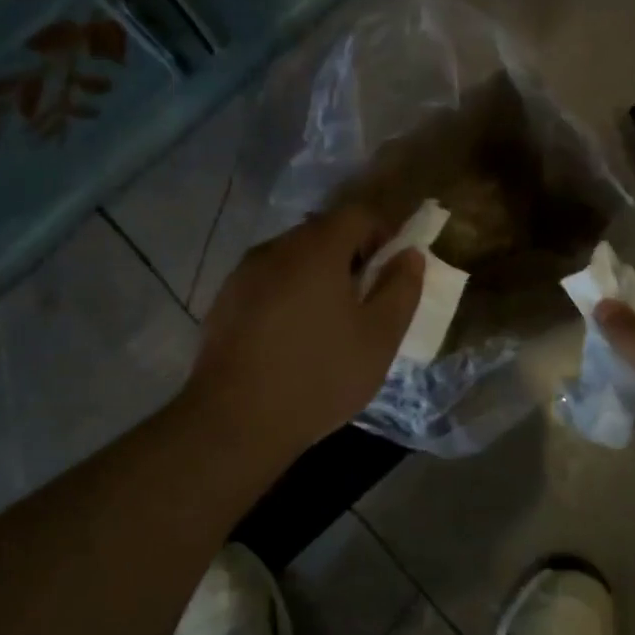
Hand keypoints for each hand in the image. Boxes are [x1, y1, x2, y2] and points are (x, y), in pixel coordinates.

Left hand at [184, 206, 424, 456]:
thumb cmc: (319, 376)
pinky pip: (266, 280)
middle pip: (321, 232)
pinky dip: (287, 293)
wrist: (235, 420)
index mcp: (316, 249)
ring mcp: (243, 273)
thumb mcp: (379, 338)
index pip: (357, 214)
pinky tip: (290, 336)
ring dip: (316, 275)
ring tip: (327, 321)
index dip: (382, 233)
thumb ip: (401, 289)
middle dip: (349, 255)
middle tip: (363, 299)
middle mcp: (276, 248)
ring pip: (292, 257)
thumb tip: (410, 256)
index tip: (390, 271)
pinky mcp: (224, 300)